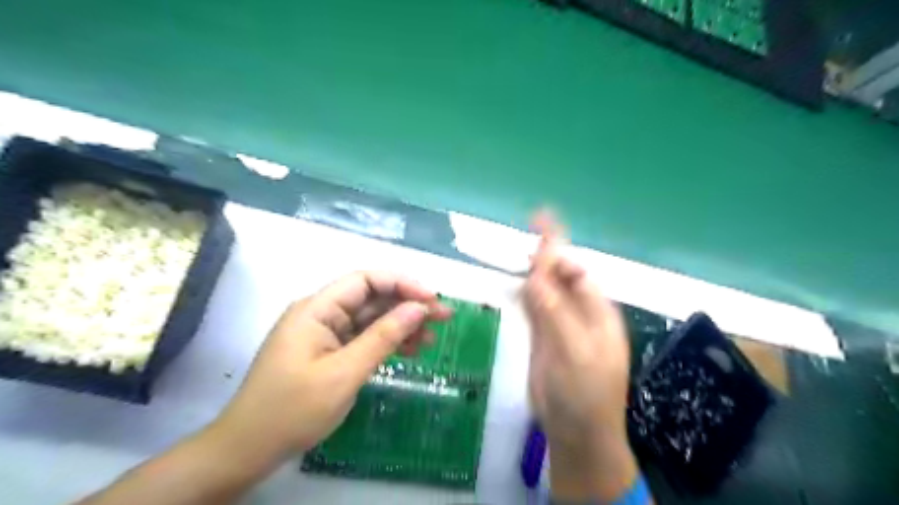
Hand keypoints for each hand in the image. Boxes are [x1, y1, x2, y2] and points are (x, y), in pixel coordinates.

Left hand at [211, 272, 449, 460]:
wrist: (248, 449)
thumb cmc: (293, 409)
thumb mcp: (344, 373)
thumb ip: (383, 337)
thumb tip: (419, 308)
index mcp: (318, 309)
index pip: (366, 280)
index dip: (402, 284)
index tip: (432, 299)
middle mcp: (322, 313)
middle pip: (372, 298)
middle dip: (408, 305)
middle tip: (444, 317)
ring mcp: (325, 333)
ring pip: (371, 319)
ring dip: (401, 326)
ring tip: (432, 339)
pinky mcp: (329, 351)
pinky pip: (363, 338)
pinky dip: (387, 343)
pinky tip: (411, 351)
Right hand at [520, 212, 637, 500]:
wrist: (575, 430)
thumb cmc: (585, 391)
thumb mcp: (573, 350)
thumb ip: (554, 311)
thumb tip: (535, 276)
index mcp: (595, 310)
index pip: (575, 269)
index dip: (557, 246)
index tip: (539, 221)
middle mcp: (578, 311)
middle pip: (557, 276)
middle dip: (540, 256)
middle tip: (516, 241)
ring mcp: (557, 323)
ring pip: (541, 289)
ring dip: (528, 272)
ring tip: (509, 253)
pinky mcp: (540, 336)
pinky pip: (531, 307)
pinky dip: (521, 292)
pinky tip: (510, 281)